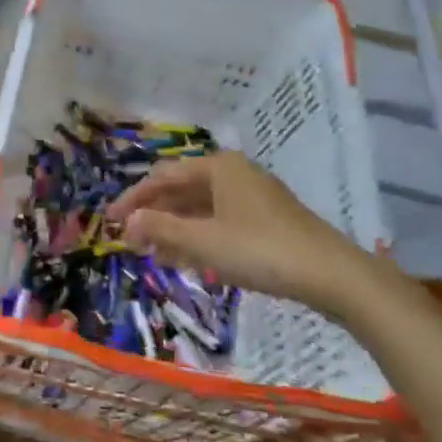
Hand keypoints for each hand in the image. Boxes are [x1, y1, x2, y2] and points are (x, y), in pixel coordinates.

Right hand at [107, 151, 381, 318]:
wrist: (331, 274)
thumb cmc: (259, 249)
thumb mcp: (203, 241)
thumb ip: (161, 228)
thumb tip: (127, 221)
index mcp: (218, 167)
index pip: (162, 177)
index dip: (133, 199)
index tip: (109, 220)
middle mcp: (234, 174)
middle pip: (182, 190)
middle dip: (154, 215)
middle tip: (130, 240)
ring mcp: (253, 197)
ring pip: (201, 208)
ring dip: (174, 229)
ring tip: (152, 253)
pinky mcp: (266, 221)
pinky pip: (220, 222)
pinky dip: (198, 237)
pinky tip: (187, 259)